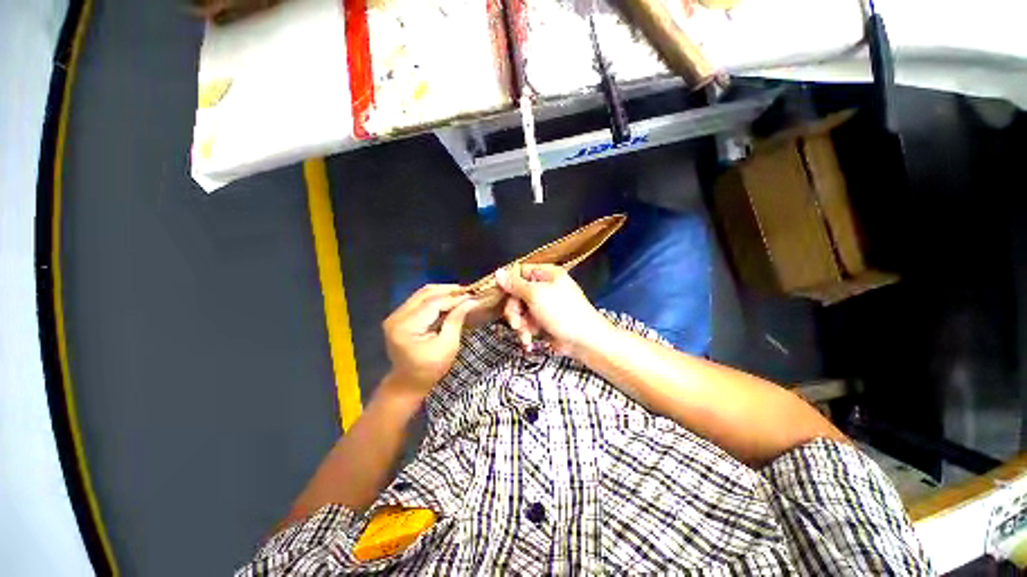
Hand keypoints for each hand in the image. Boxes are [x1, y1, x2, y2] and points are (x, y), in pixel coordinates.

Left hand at [382, 284, 475, 397]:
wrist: (408, 382)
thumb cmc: (430, 369)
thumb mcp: (448, 346)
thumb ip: (456, 320)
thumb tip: (470, 301)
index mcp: (405, 327)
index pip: (432, 304)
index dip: (454, 298)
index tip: (472, 296)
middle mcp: (396, 317)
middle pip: (425, 294)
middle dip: (449, 291)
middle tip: (468, 292)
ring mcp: (395, 315)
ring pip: (422, 294)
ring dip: (443, 292)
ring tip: (461, 294)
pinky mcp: (399, 316)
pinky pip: (420, 300)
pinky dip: (436, 298)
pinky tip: (450, 300)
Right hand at [494, 263, 610, 356]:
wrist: (585, 341)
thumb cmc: (563, 313)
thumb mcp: (536, 295)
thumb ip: (515, 284)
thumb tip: (498, 272)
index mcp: (547, 274)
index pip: (520, 272)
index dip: (509, 284)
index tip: (502, 296)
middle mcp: (545, 288)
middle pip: (517, 294)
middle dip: (514, 310)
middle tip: (515, 322)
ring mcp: (545, 306)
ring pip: (521, 311)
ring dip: (520, 324)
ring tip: (525, 334)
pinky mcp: (544, 321)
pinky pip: (528, 323)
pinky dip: (526, 332)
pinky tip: (529, 341)